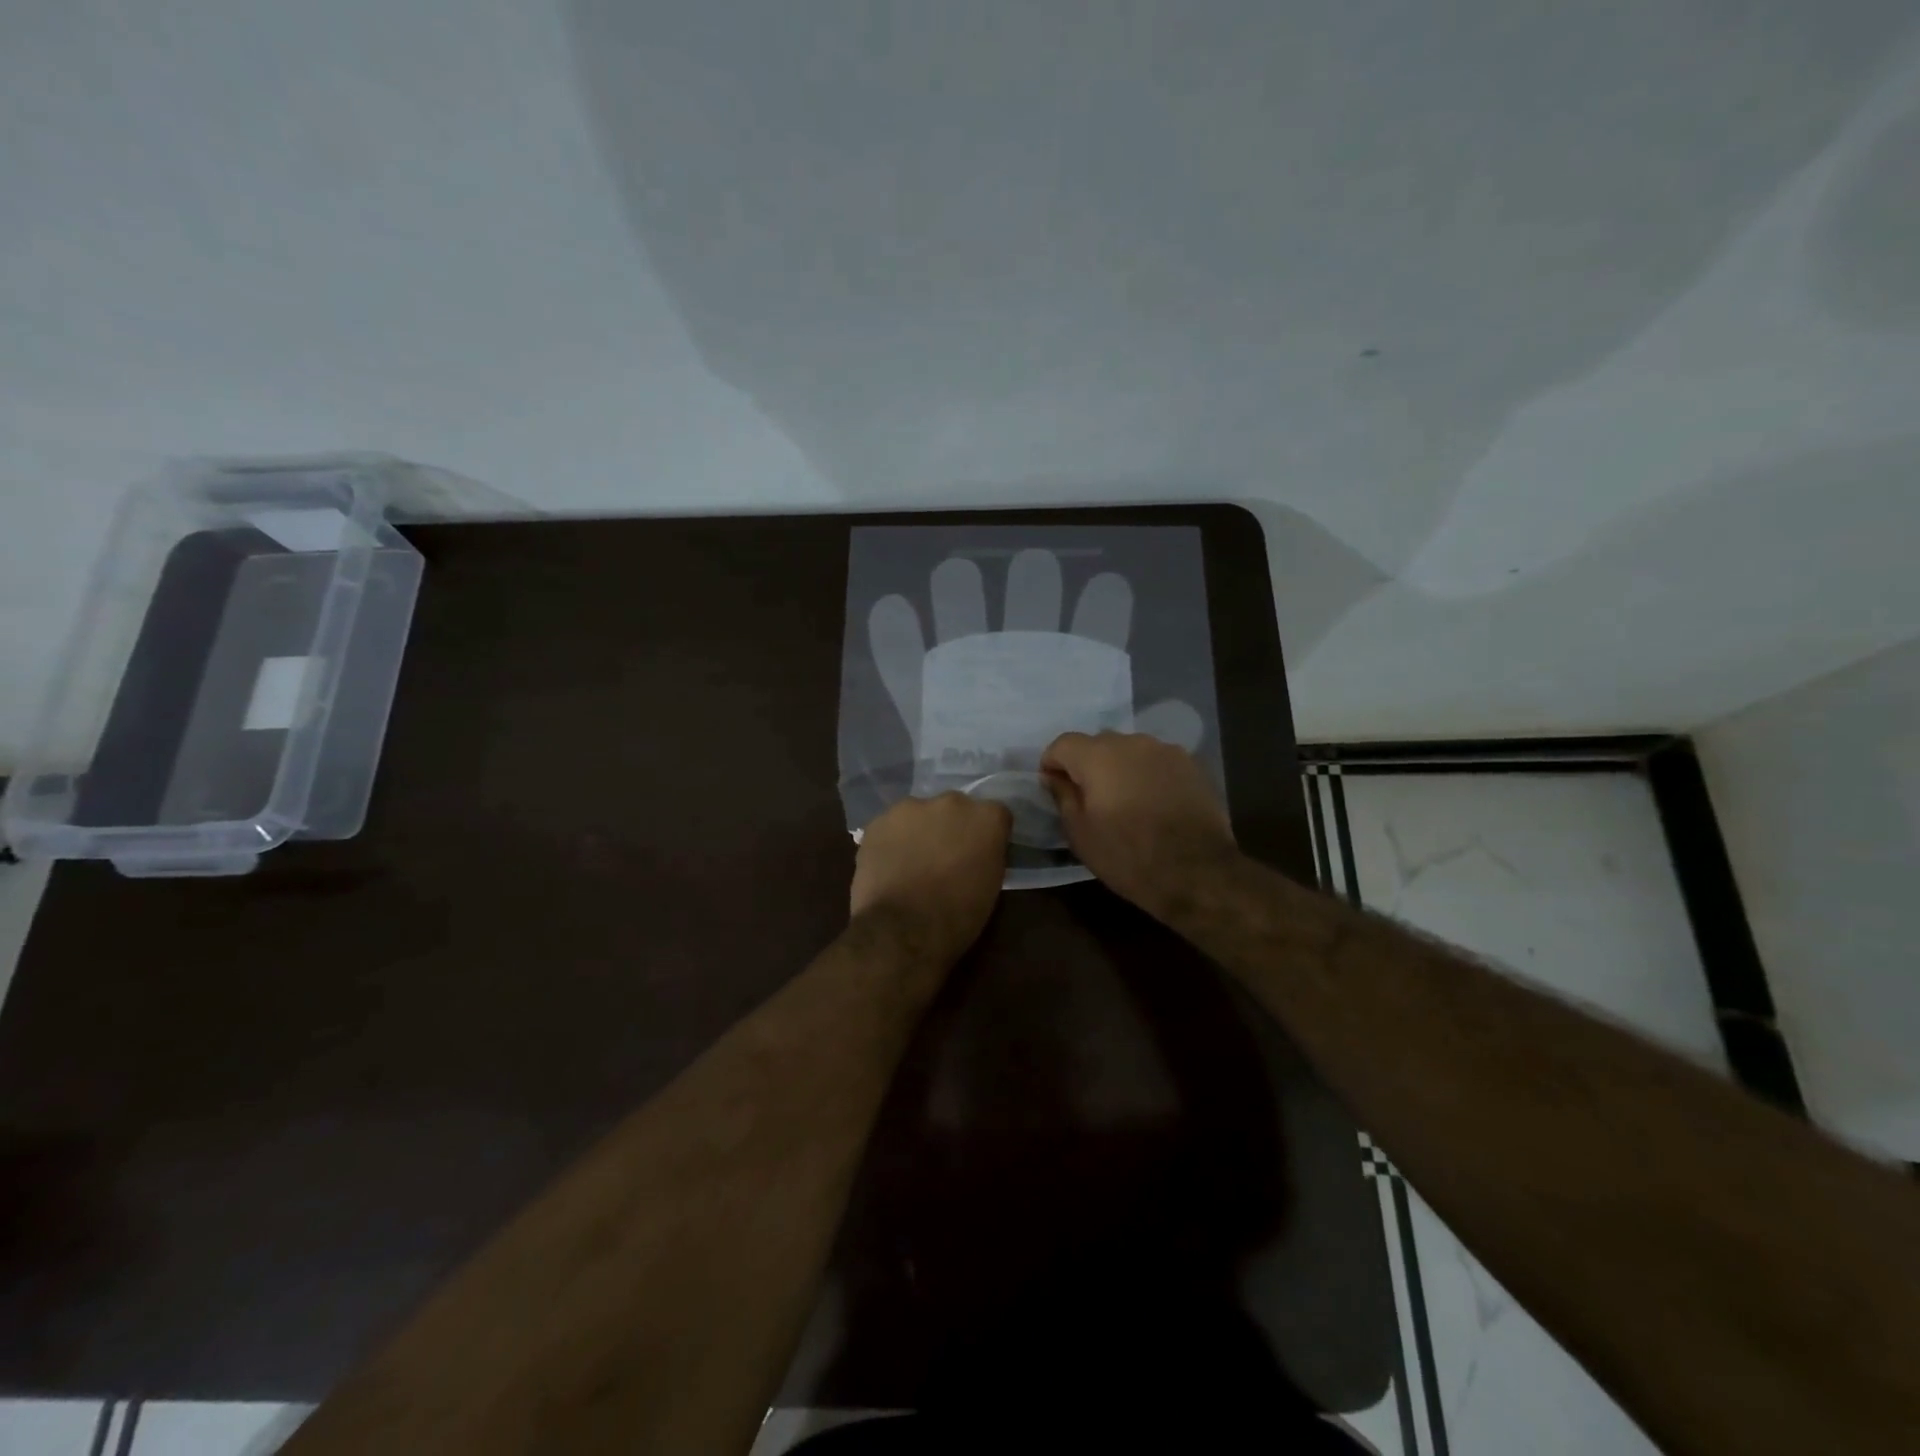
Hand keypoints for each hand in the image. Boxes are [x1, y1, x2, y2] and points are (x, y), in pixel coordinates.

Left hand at [850, 793, 1012, 962]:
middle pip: (955, 809)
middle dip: (952, 828)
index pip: (995, 816)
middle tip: (945, 857)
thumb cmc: (957, 916)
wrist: (902, 930)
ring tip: (912, 863)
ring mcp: (911, 807)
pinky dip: (892, 841)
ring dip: (920, 831)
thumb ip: (987, 854)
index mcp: (987, 817)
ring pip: (919, 814)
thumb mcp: (991, 885)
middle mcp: (952, 801)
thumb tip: (978, 851)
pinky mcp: (879, 821)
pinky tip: (889, 866)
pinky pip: (891, 827)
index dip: (987, 836)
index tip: (980, 854)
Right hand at [1040, 732, 1239, 917]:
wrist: (1198, 872)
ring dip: (1120, 768)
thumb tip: (1054, 777)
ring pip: (1130, 751)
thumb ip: (1063, 797)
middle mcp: (1132, 742)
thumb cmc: (1128, 857)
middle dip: (1087, 765)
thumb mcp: (1081, 834)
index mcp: (1098, 756)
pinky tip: (1153, 803)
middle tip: (1089, 798)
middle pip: (1098, 744)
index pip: (1063, 743)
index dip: (1052, 763)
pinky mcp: (1192, 765)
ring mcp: (1166, 750)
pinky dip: (1147, 775)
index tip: (1053, 787)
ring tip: (1124, 801)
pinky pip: (1157, 762)